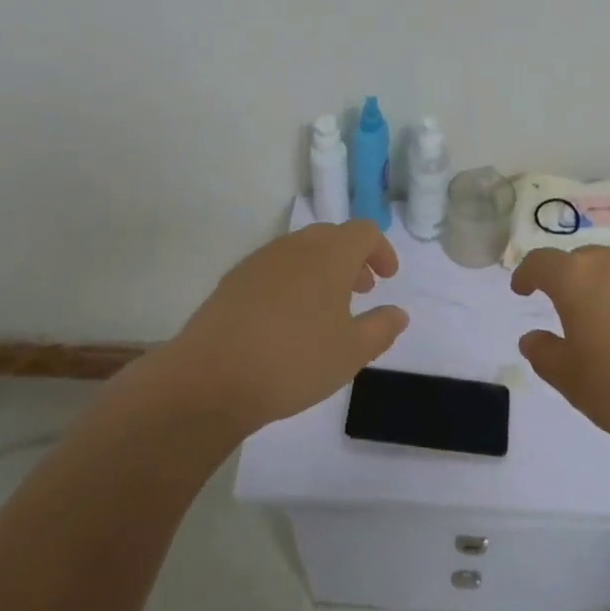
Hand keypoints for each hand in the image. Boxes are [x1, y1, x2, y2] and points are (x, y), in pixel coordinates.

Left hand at [168, 221, 409, 435]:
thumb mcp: (352, 352)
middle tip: (362, 290)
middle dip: (352, 259)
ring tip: (326, 307)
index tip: (387, 278)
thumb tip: (398, 313)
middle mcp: (295, 246)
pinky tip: (288, 318)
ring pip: (301, 251)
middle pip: (332, 236)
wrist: (211, 378)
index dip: (381, 250)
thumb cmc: (295, 360)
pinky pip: (275, 268)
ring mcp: (260, 260)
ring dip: (322, 269)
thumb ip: (381, 328)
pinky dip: (293, 280)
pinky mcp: (234, 280)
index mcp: (330, 254)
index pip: (364, 232)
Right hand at [513, 246, 609, 475]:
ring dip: (605, 285)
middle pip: (582, 259)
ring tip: (606, 318)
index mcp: (577, 278)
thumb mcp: (572, 381)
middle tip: (565, 309)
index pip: (541, 262)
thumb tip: (532, 337)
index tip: (521, 289)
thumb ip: (545, 354)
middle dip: (568, 278)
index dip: (526, 274)